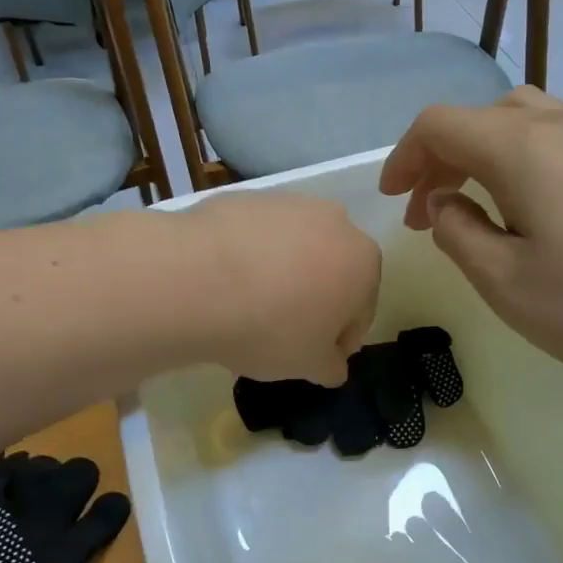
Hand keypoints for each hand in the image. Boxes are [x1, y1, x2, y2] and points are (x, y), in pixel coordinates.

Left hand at [180, 193, 380, 386]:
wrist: (198, 280)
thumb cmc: (271, 328)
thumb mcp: (310, 366)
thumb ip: (332, 365)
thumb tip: (334, 363)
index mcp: (364, 263)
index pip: (361, 309)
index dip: (340, 338)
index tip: (317, 356)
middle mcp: (335, 222)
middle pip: (331, 270)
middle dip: (315, 298)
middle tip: (283, 330)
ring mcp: (289, 203)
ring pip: (295, 248)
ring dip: (283, 273)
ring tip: (249, 305)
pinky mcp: (246, 197)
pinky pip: (257, 236)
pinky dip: (249, 256)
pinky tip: (225, 282)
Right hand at [379, 88, 562, 389]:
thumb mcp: (505, 283)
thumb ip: (458, 233)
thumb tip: (445, 201)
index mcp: (522, 148)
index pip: (440, 124)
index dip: (405, 157)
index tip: (393, 200)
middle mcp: (562, 122)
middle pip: (480, 118)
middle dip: (441, 160)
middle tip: (427, 214)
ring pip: (521, 121)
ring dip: (482, 156)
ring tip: (473, 206)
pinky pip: (557, 137)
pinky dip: (522, 159)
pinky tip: (529, 205)